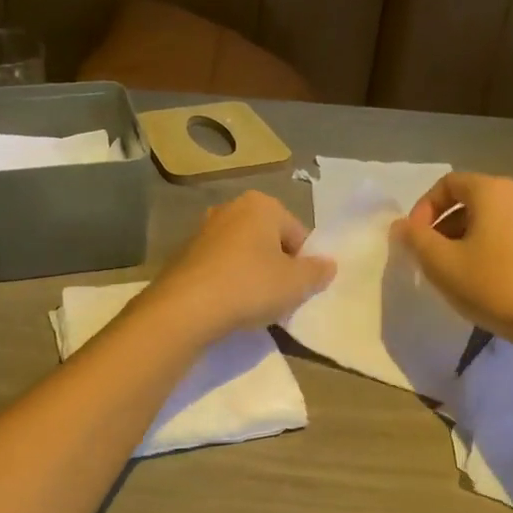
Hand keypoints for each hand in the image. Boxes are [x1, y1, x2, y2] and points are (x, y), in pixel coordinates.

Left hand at [141, 191, 335, 344]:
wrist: (187, 307)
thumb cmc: (250, 286)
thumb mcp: (296, 283)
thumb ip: (317, 272)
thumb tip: (328, 265)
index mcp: (261, 204)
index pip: (297, 233)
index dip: (304, 263)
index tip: (298, 289)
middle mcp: (230, 208)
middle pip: (269, 241)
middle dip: (277, 266)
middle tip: (278, 297)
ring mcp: (204, 230)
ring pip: (243, 254)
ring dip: (252, 275)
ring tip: (253, 305)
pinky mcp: (185, 254)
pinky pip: (220, 267)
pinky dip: (228, 282)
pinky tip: (228, 305)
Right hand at [391, 172, 512, 355]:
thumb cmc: (494, 286)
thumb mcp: (441, 264)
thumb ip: (415, 239)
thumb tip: (401, 225)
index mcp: (493, 191)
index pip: (448, 184)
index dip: (423, 208)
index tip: (414, 239)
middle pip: (471, 200)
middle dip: (443, 226)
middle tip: (430, 258)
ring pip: (491, 220)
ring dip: (466, 239)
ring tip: (455, 272)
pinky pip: (511, 236)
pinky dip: (490, 248)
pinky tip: (485, 280)